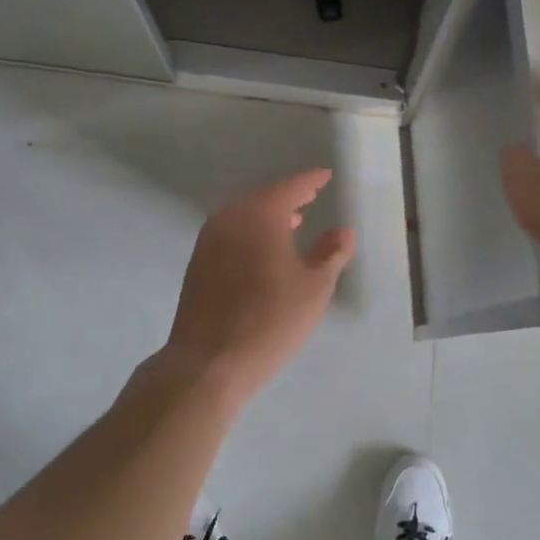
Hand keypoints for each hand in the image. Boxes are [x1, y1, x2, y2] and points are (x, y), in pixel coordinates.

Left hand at [163, 168, 355, 398]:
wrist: (209, 363)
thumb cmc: (270, 320)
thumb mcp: (314, 288)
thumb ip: (331, 253)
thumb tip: (342, 231)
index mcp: (259, 216)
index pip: (289, 187)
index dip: (310, 181)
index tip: (325, 176)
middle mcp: (229, 219)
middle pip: (263, 198)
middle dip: (288, 196)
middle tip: (311, 195)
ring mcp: (208, 242)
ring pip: (244, 217)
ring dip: (269, 216)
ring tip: (293, 222)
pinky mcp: (198, 266)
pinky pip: (231, 235)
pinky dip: (251, 233)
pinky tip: (265, 251)